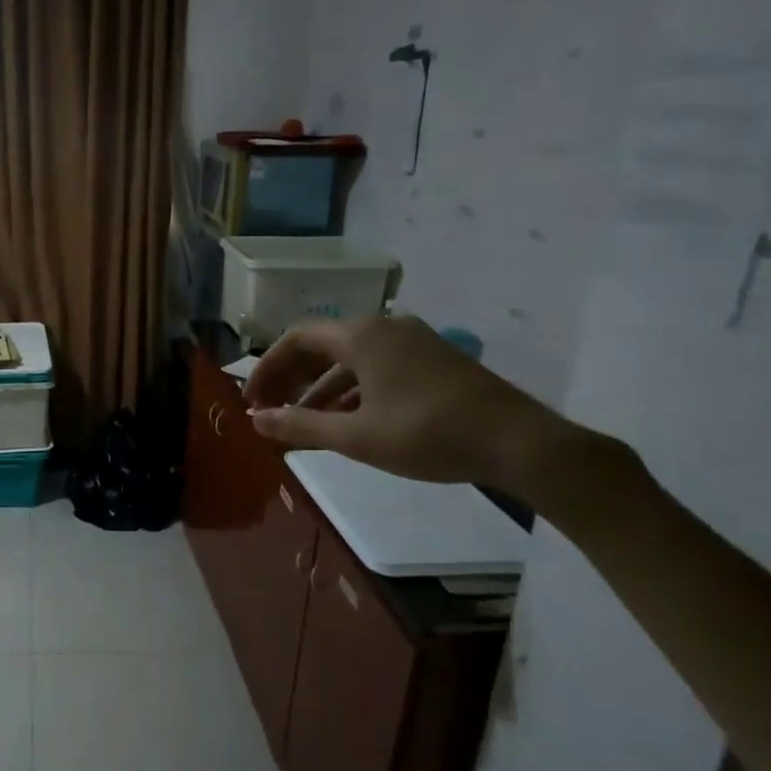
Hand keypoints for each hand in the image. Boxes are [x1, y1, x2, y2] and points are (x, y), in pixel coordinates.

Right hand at [244, 315, 573, 487]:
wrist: (519, 442)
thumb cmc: (427, 434)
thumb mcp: (356, 436)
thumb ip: (300, 425)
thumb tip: (257, 420)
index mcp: (361, 336)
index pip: (296, 339)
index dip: (267, 369)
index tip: (252, 401)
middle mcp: (384, 328)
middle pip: (322, 346)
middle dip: (291, 378)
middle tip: (271, 411)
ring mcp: (413, 342)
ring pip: (351, 360)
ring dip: (320, 388)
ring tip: (302, 422)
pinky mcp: (434, 361)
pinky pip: (377, 368)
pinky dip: (352, 390)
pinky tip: (347, 421)